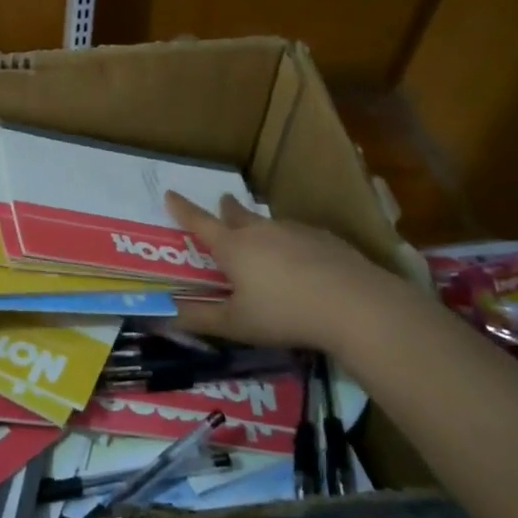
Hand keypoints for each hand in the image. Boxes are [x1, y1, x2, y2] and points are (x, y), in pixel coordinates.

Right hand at [166, 192, 408, 351]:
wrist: (355, 305)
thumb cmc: (284, 314)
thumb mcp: (236, 324)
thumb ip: (199, 319)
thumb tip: (162, 315)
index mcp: (233, 247)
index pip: (199, 222)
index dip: (182, 209)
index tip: (170, 193)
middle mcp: (261, 231)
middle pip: (238, 214)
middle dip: (226, 209)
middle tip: (223, 204)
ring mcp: (295, 231)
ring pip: (269, 224)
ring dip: (260, 227)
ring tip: (262, 240)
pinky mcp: (325, 239)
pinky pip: (299, 235)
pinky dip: (291, 243)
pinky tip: (302, 261)